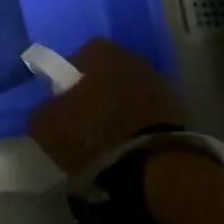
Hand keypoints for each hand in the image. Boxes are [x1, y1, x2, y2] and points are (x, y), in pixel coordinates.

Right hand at [26, 39, 186, 176]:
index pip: (78, 58)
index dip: (67, 81)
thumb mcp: (48, 126)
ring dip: (119, 114)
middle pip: (106, 76)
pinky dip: (139, 130)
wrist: (157, 170)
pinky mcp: (181, 114)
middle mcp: (133, 59)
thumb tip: (48, 110)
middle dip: (96, 96)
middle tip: (84, 127)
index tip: (63, 108)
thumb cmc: (95, 135)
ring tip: (109, 147)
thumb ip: (42, 110)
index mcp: (102, 52)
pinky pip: (149, 118)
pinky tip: (131, 154)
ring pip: (129, 96)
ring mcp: (161, 86)